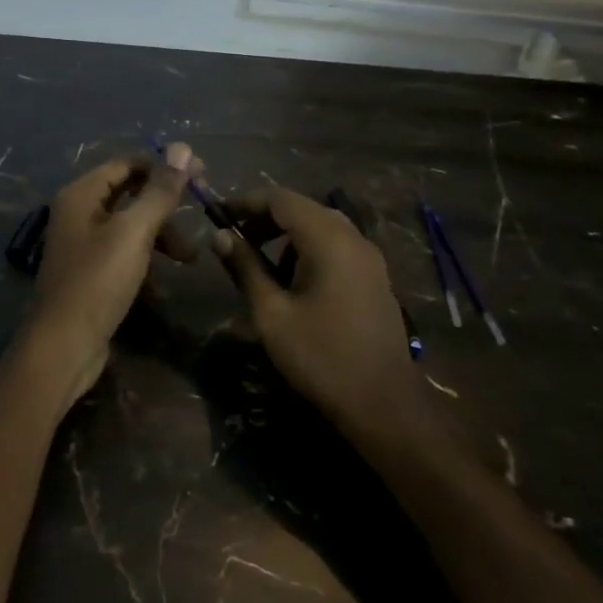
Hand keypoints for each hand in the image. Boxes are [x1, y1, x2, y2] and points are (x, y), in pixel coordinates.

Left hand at [27, 144, 197, 405]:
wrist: (63, 348)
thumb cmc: (97, 282)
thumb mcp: (133, 232)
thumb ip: (159, 191)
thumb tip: (183, 147)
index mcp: (81, 194)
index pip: (127, 164)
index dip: (164, 166)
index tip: (202, 175)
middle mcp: (78, 213)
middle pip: (130, 195)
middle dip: (165, 208)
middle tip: (201, 215)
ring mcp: (83, 246)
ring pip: (131, 227)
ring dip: (161, 239)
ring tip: (189, 260)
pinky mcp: (91, 275)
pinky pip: (124, 256)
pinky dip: (146, 264)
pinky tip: (162, 289)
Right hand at [212, 187, 419, 431]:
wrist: (383, 403)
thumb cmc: (320, 356)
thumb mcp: (271, 313)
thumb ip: (245, 267)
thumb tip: (220, 235)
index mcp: (328, 239)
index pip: (281, 198)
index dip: (247, 201)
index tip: (219, 216)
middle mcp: (353, 237)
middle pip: (302, 208)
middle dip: (265, 218)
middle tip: (236, 240)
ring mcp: (369, 257)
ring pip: (321, 226)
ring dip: (287, 235)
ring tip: (260, 264)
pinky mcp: (375, 276)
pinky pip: (337, 245)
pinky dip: (309, 249)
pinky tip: (294, 281)